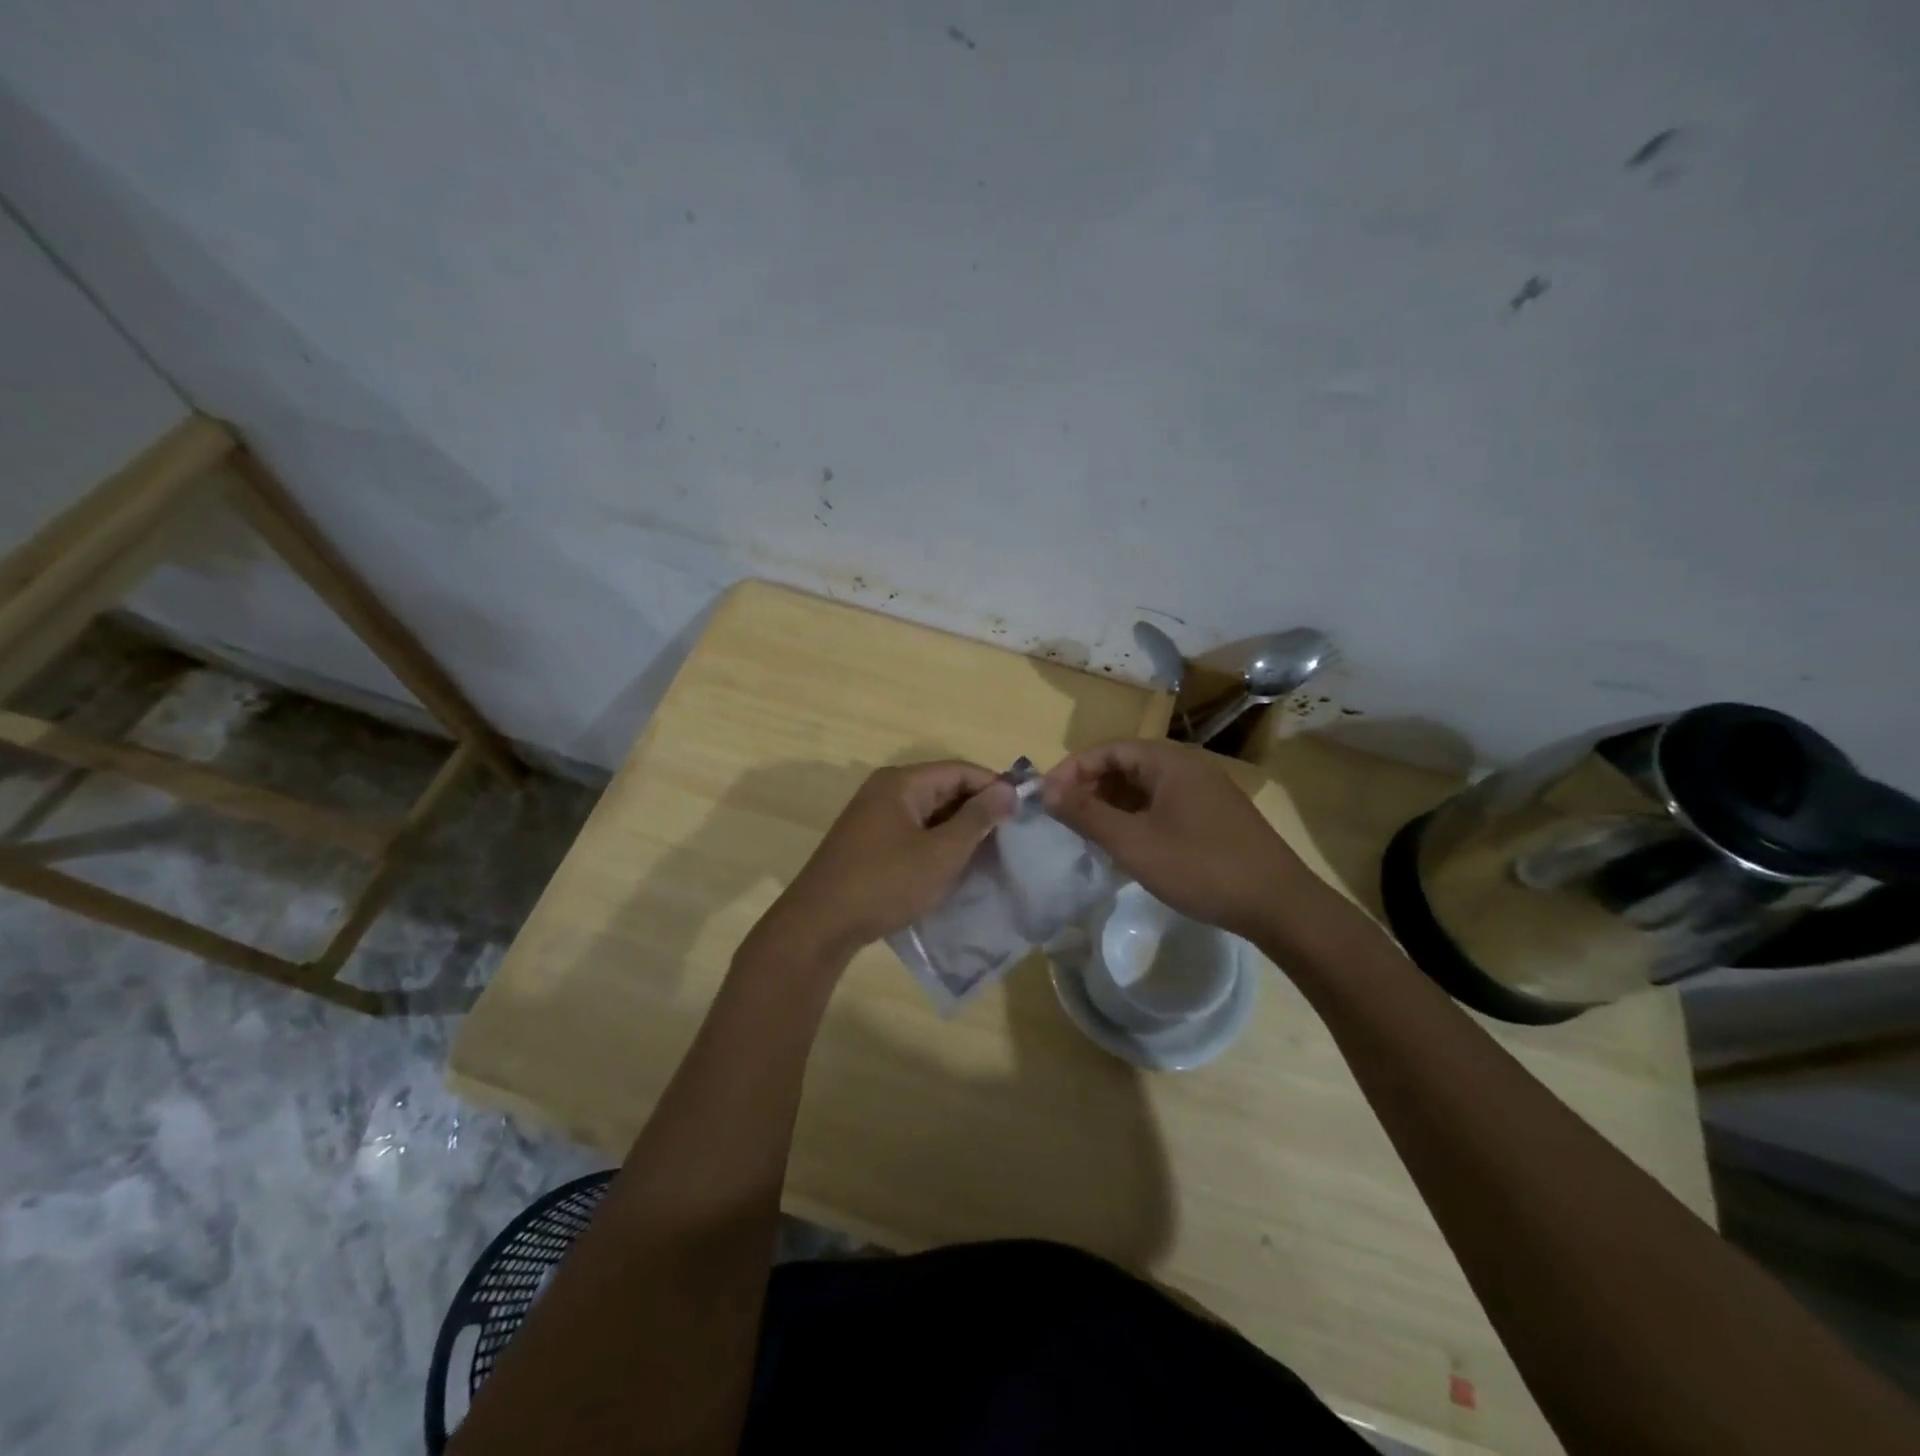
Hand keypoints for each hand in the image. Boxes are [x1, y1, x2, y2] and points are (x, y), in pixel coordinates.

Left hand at [755, 761, 1015, 964]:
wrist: (820, 925)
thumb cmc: (885, 883)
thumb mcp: (940, 853)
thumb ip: (977, 819)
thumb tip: (1008, 788)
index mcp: (901, 782)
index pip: (960, 770)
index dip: (994, 786)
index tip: (1025, 809)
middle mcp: (886, 790)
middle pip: (944, 788)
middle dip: (978, 808)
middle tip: (1012, 834)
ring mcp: (874, 817)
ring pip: (929, 812)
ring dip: (959, 828)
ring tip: (991, 851)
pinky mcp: (869, 842)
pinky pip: (913, 831)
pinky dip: (937, 842)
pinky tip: (955, 864)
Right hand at [1041, 739, 1305, 939]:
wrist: (1278, 904)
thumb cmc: (1200, 867)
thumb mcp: (1133, 842)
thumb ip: (1086, 814)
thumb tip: (1045, 790)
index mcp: (1168, 761)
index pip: (1107, 750)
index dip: (1071, 770)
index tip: (1045, 798)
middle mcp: (1186, 767)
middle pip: (1125, 766)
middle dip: (1089, 789)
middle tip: (1062, 819)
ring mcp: (1203, 792)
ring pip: (1143, 789)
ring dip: (1111, 806)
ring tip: (1087, 835)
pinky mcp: (1212, 817)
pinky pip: (1161, 806)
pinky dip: (1135, 819)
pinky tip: (1125, 847)